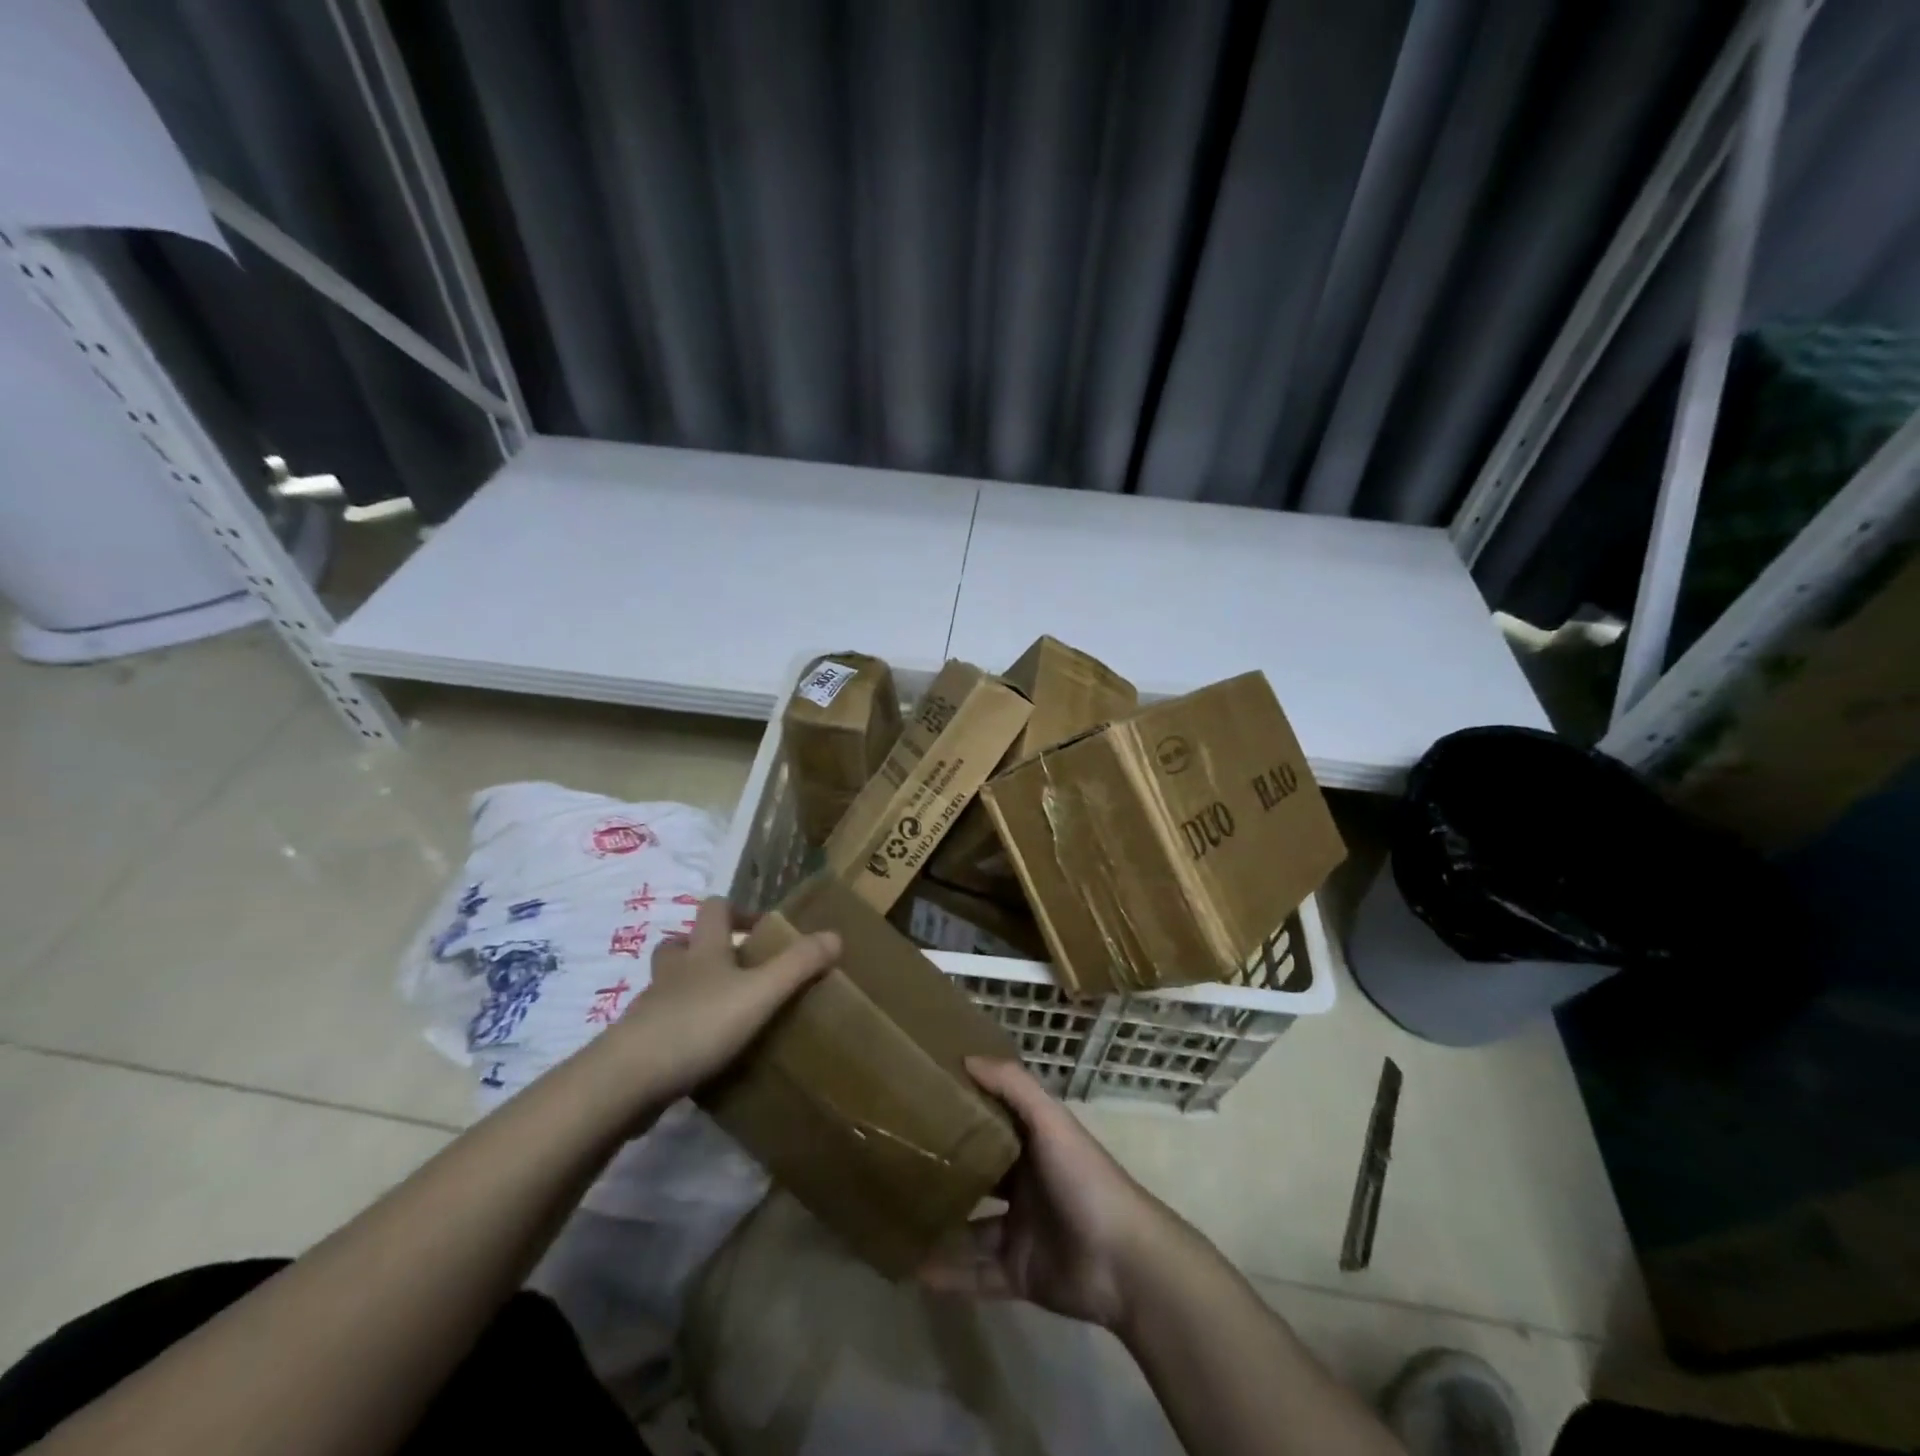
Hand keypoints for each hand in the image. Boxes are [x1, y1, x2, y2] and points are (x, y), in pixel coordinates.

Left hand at [599, 897, 838, 1105]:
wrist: (628, 1079)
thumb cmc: (699, 1024)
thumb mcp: (760, 993)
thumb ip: (798, 966)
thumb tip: (835, 935)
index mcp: (703, 951)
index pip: (714, 909)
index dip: (737, 911)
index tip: (760, 929)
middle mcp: (673, 972)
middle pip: (680, 944)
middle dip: (704, 949)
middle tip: (735, 969)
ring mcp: (650, 1008)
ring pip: (667, 985)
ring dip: (690, 989)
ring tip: (721, 1011)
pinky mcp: (638, 1044)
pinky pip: (660, 1026)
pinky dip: (679, 1029)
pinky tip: (701, 1052)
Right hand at [918, 1057, 1175, 1328]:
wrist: (1123, 1262)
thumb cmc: (1083, 1178)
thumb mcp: (1050, 1121)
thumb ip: (1013, 1086)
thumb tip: (966, 1057)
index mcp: (1035, 1146)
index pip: (993, 1124)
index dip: (964, 1113)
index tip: (922, 1102)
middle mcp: (1026, 1185)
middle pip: (980, 1176)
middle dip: (947, 1172)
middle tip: (898, 1165)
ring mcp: (1022, 1232)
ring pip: (971, 1228)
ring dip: (941, 1227)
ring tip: (897, 1220)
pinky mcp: (1019, 1274)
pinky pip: (976, 1274)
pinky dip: (948, 1274)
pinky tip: (913, 1270)